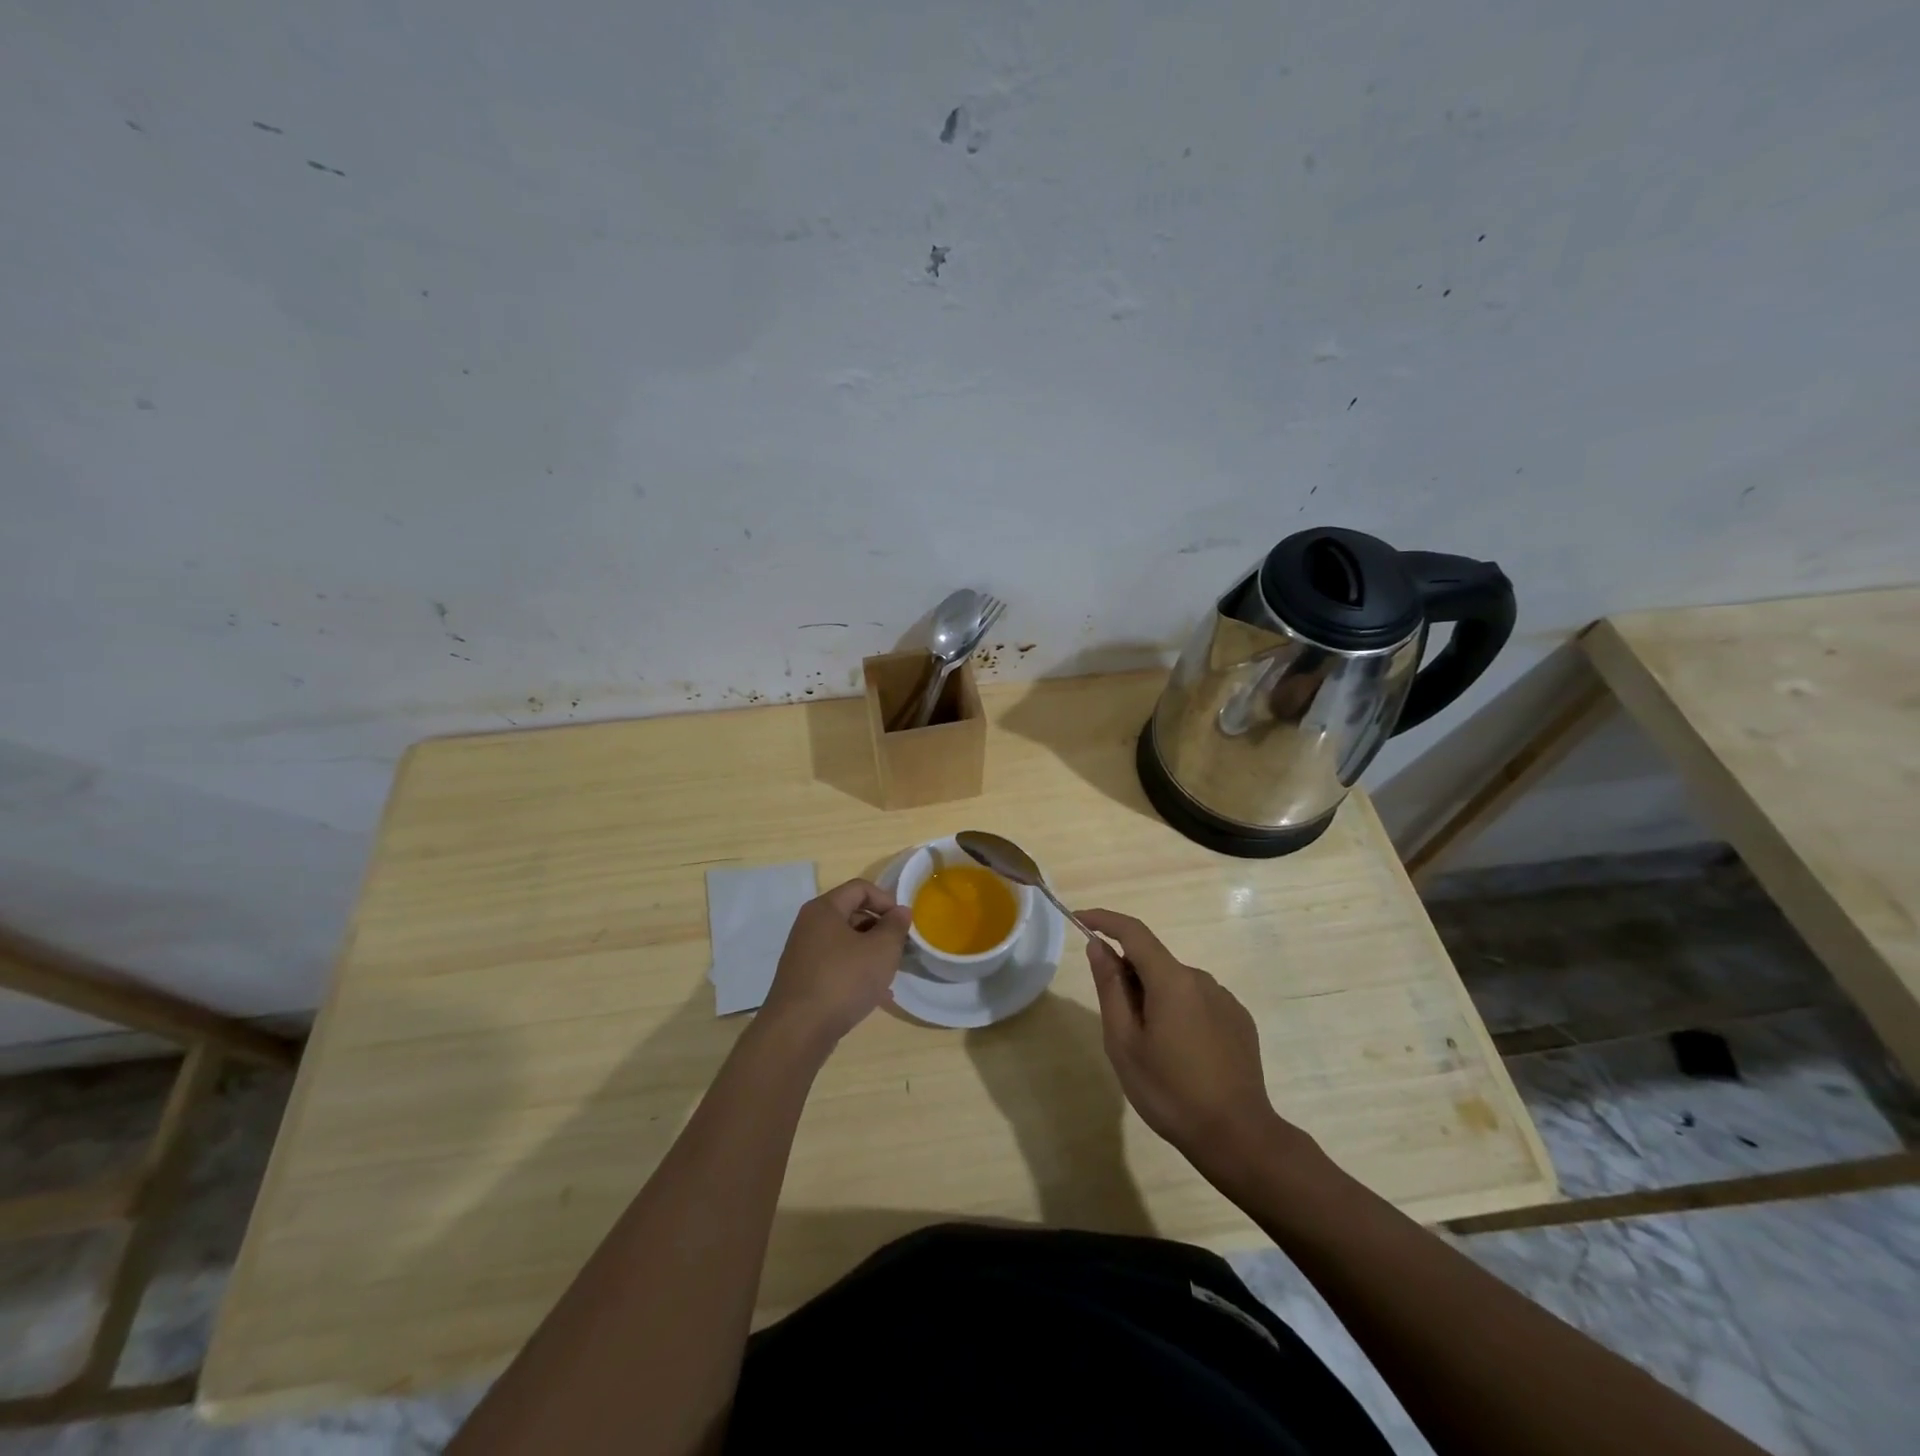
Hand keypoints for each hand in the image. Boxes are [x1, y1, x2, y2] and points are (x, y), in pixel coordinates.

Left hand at [760, 879, 911, 1050]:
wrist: (798, 1031)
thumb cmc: (843, 980)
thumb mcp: (881, 950)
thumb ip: (895, 927)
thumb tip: (900, 912)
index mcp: (824, 909)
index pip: (860, 888)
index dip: (886, 900)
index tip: (903, 924)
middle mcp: (810, 926)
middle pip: (852, 914)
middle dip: (880, 928)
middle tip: (899, 949)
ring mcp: (803, 954)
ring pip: (845, 943)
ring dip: (870, 953)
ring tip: (890, 974)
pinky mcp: (803, 980)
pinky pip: (836, 966)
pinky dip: (856, 972)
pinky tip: (875, 995)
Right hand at [1078, 909, 1290, 1184]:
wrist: (1238, 1136)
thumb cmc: (1170, 1091)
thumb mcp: (1124, 1042)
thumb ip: (1110, 988)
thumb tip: (1098, 946)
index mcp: (1171, 980)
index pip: (1133, 932)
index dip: (1104, 920)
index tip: (1079, 919)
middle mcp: (1201, 978)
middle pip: (1154, 962)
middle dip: (1128, 977)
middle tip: (1116, 1023)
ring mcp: (1224, 999)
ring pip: (1176, 984)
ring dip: (1155, 998)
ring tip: (1151, 1049)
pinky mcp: (1239, 1020)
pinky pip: (1198, 1002)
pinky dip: (1179, 1013)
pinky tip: (1181, 1055)